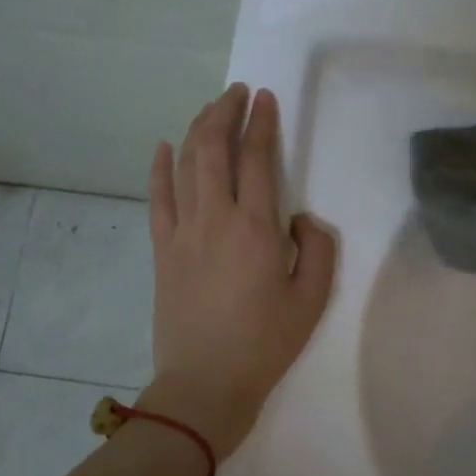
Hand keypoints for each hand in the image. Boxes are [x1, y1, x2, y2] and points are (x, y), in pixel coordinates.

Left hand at [144, 84, 337, 459]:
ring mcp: (182, 232)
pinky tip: (164, 147)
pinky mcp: (162, 250)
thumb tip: (301, 217)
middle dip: (225, 112)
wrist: (206, 383)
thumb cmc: (265, 343)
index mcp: (256, 228)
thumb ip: (319, 248)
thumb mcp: (312, 300)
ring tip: (210, 108)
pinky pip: (157, 199)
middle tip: (237, 92)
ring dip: (197, 130)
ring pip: (186, 165)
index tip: (265, 98)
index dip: (261, 124)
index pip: (257, 159)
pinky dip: (160, 168)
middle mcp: (215, 218)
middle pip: (215, 149)